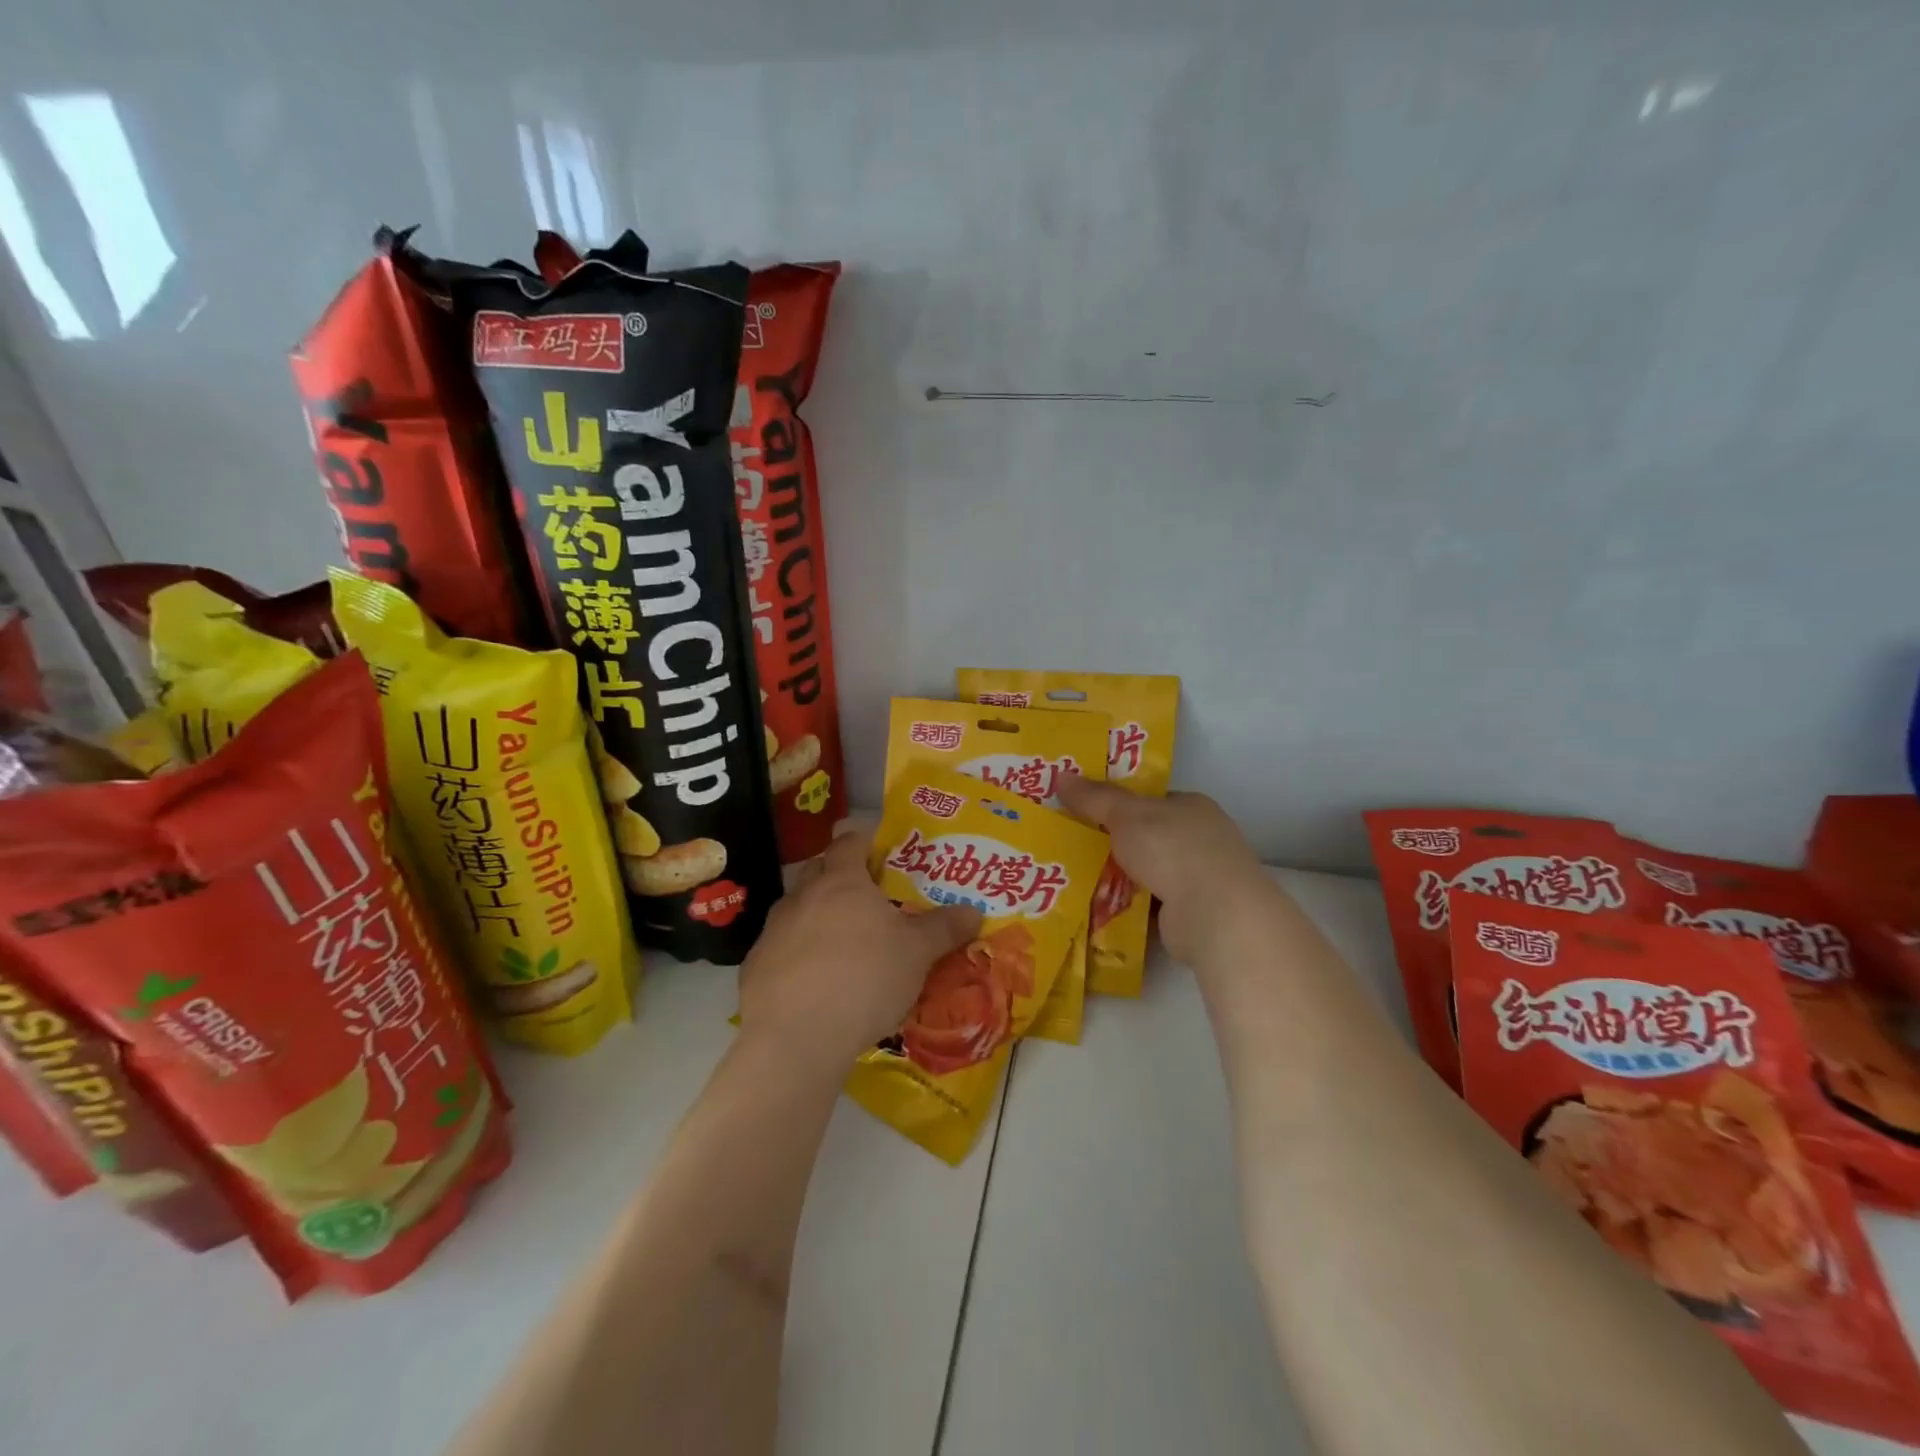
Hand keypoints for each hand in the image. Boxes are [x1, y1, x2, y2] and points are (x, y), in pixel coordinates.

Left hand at [737, 830, 982, 1069]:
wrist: (796, 1037)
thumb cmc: (865, 978)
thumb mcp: (918, 953)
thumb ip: (945, 928)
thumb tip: (974, 911)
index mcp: (842, 881)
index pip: (849, 842)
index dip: (864, 840)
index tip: (880, 849)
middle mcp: (803, 896)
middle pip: (818, 870)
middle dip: (838, 876)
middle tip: (866, 896)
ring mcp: (773, 931)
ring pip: (797, 909)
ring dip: (816, 916)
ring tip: (842, 943)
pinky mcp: (755, 967)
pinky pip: (780, 948)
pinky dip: (797, 954)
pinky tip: (814, 982)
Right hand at [1056, 777, 1267, 965]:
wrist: (1215, 914)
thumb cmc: (1173, 850)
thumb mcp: (1125, 815)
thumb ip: (1094, 797)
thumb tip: (1060, 775)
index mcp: (1193, 807)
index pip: (1153, 800)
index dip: (1120, 804)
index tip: (1087, 811)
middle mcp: (1203, 839)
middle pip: (1150, 837)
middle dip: (1117, 844)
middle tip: (1075, 847)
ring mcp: (1203, 879)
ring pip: (1151, 873)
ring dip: (1123, 878)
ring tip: (1079, 880)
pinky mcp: (1196, 914)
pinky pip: (1153, 905)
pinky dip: (1131, 908)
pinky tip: (1102, 910)